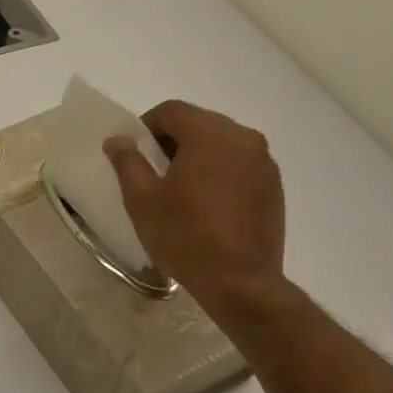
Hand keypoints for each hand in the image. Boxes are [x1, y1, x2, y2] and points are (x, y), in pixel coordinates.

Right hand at [103, 100, 287, 325]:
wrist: (240, 282)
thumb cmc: (184, 236)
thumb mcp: (142, 200)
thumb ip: (128, 162)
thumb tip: (118, 139)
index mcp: (210, 135)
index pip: (172, 111)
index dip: (146, 126)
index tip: (133, 153)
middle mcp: (244, 138)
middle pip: (200, 123)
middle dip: (172, 140)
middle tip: (152, 171)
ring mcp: (264, 162)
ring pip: (222, 143)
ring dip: (197, 156)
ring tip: (179, 189)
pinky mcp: (274, 186)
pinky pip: (239, 164)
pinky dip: (219, 172)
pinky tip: (206, 204)